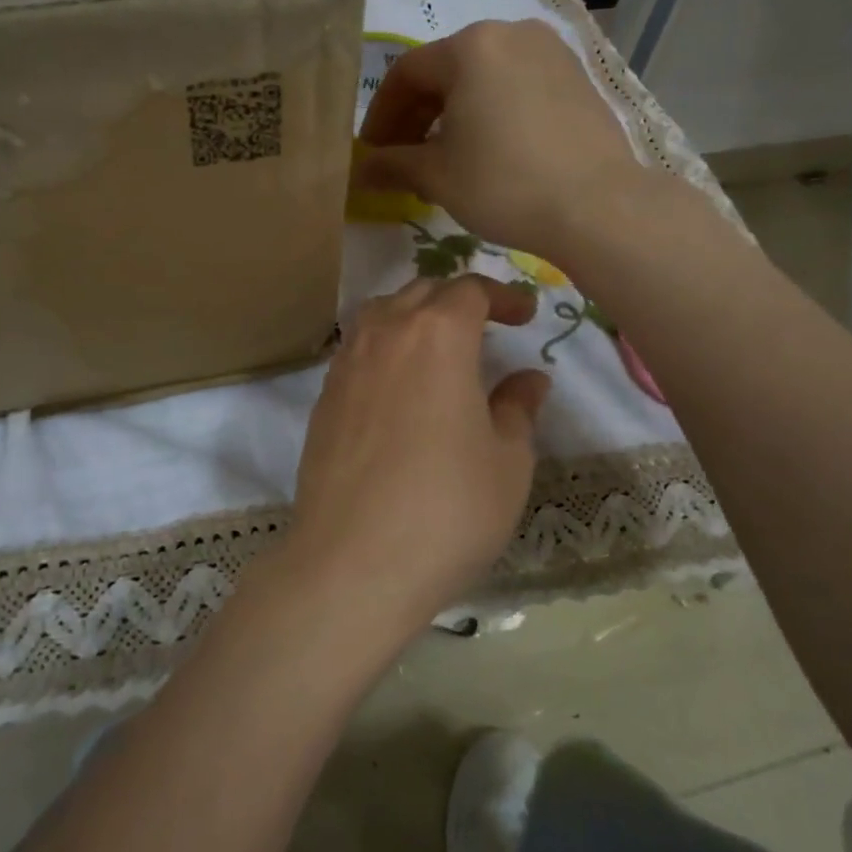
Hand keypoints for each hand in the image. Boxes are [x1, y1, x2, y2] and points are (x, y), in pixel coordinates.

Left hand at [279, 275, 550, 643]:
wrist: (353, 562)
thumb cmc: (447, 509)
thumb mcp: (507, 461)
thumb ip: (517, 408)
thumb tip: (528, 379)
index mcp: (437, 335)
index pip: (470, 290)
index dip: (503, 296)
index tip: (525, 315)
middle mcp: (385, 334)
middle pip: (422, 291)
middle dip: (459, 300)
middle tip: (488, 328)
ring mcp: (346, 363)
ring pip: (382, 314)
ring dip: (415, 317)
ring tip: (440, 350)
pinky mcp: (323, 397)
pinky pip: (358, 349)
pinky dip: (385, 348)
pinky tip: (399, 387)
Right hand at [354, 19, 643, 259]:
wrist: (599, 206)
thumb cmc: (505, 184)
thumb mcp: (437, 176)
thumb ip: (392, 165)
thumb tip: (360, 170)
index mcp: (471, 45)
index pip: (406, 73)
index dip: (381, 115)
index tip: (372, 152)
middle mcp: (511, 33)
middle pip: (446, 71)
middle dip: (417, 116)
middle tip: (403, 159)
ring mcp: (550, 52)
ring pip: (483, 79)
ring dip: (453, 115)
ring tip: (444, 159)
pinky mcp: (576, 77)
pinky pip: (516, 87)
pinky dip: (491, 112)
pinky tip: (488, 151)